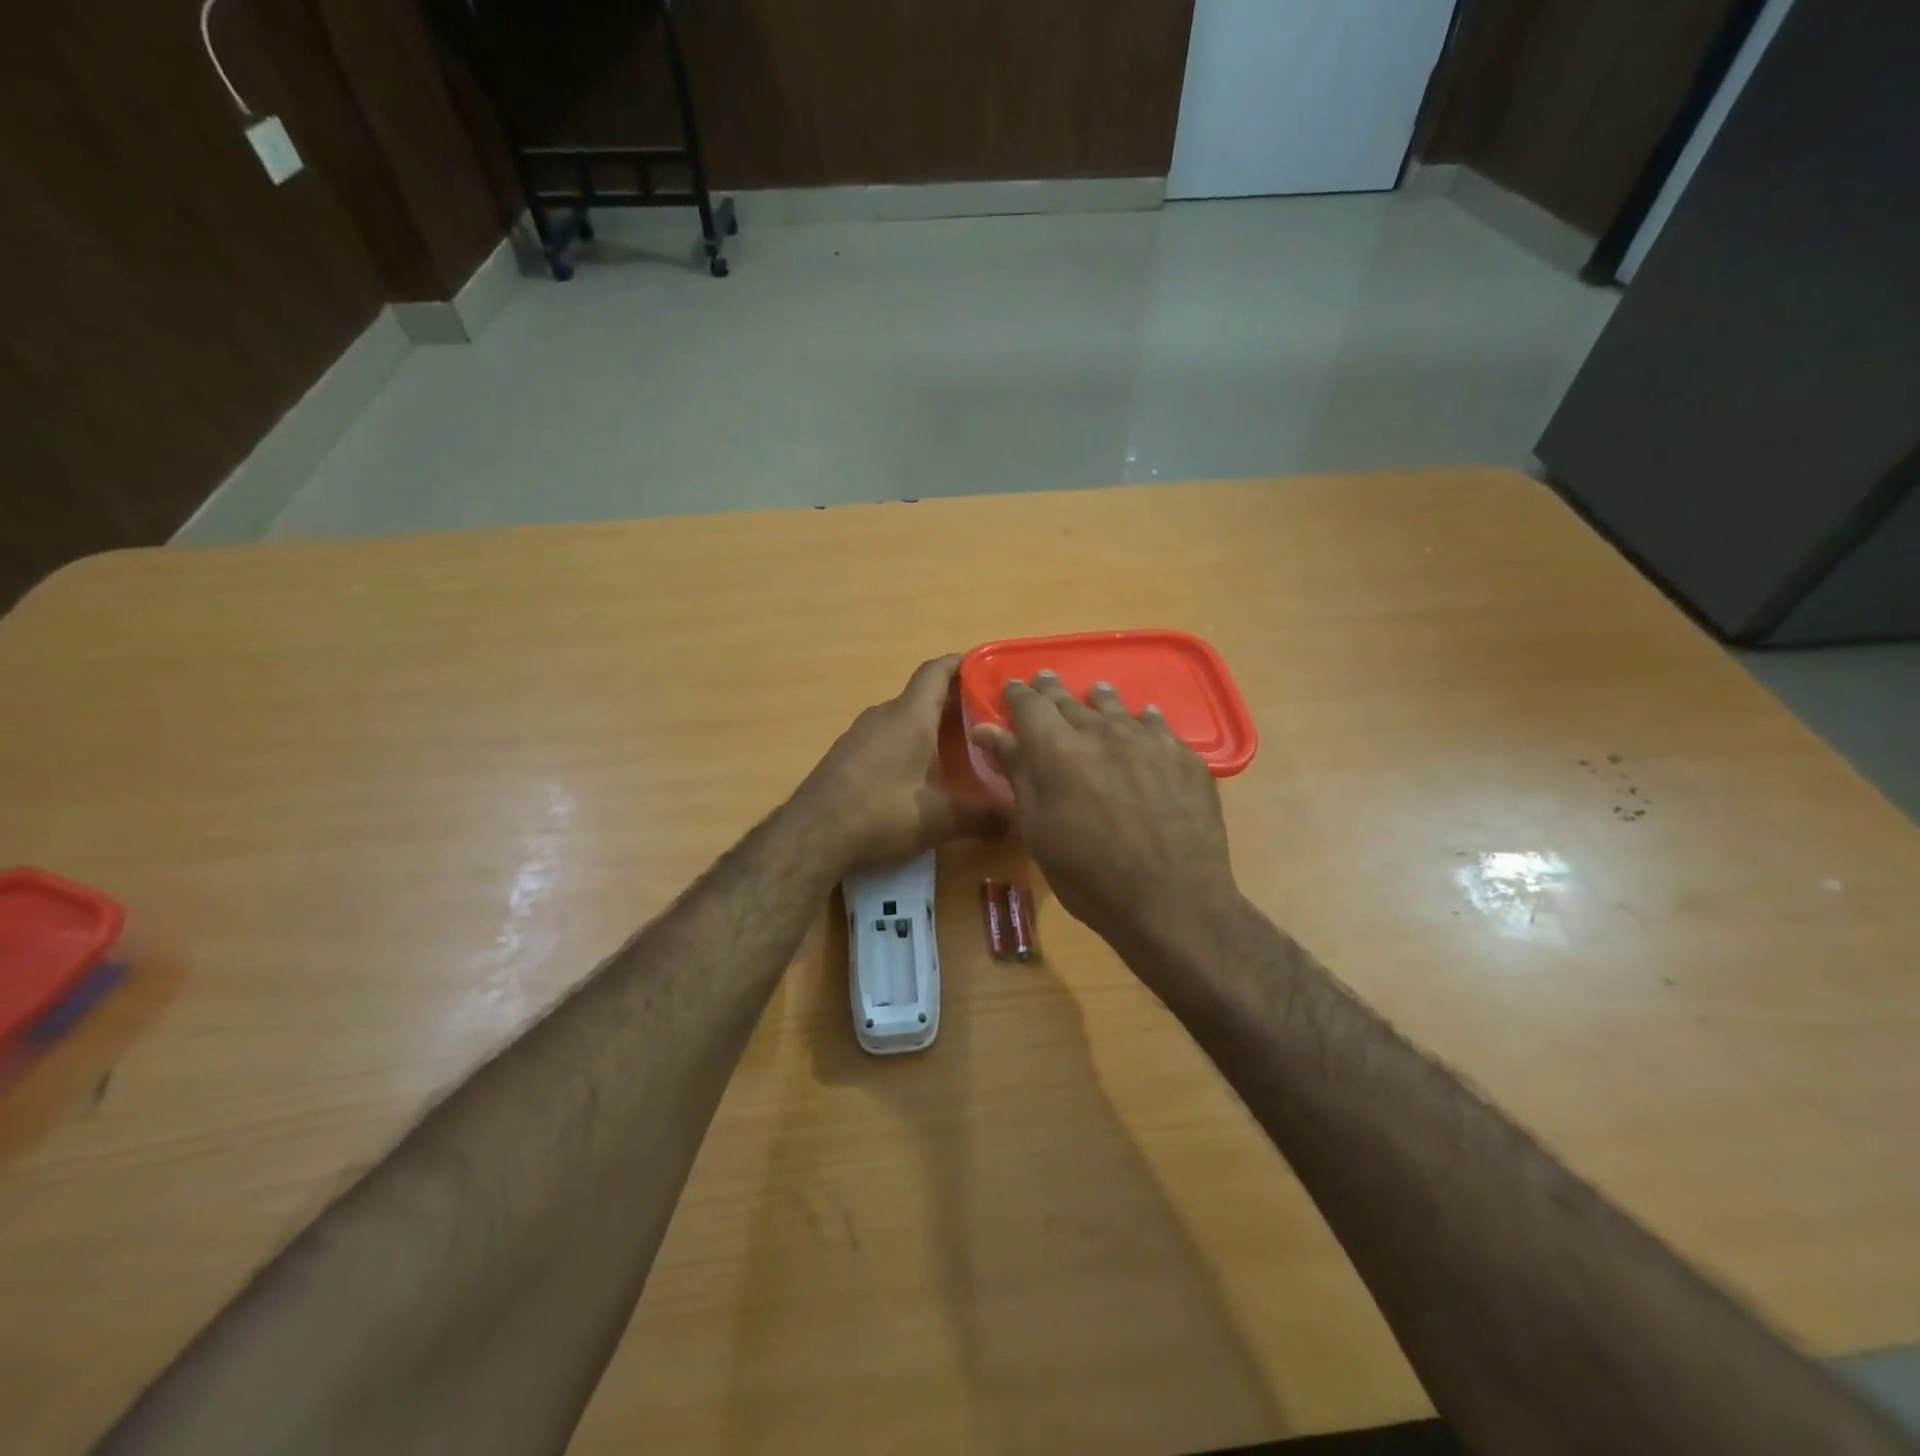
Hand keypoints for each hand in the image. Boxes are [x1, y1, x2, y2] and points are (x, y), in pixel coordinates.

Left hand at [800, 656, 1004, 870]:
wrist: (813, 835)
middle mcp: (883, 715)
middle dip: (955, 703)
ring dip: (929, 727)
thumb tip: (1017, 821)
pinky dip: (907, 745)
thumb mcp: (940, 818)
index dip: (962, 664)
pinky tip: (918, 775)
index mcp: (910, 715)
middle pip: (923, 696)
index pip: (937, 671)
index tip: (986, 669)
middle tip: (988, 720)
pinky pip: (884, 738)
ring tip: (959, 749)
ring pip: (903, 719)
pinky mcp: (845, 756)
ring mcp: (859, 735)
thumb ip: (982, 816)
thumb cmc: (883, 812)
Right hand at [969, 671, 1239, 951]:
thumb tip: (987, 730)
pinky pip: (1156, 724)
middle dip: (1051, 690)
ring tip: (1093, 693)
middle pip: (1069, 699)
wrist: (1172, 901)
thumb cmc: (1089, 876)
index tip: (1010, 690)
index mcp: (1056, 749)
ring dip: (1097, 699)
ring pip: (1114, 705)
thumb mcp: (1038, 830)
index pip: (1028, 704)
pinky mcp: (1183, 755)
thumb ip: (1016, 772)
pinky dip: (1141, 719)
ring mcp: (1147, 740)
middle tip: (1043, 681)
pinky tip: (1143, 718)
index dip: (1016, 694)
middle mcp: (1100, 731)